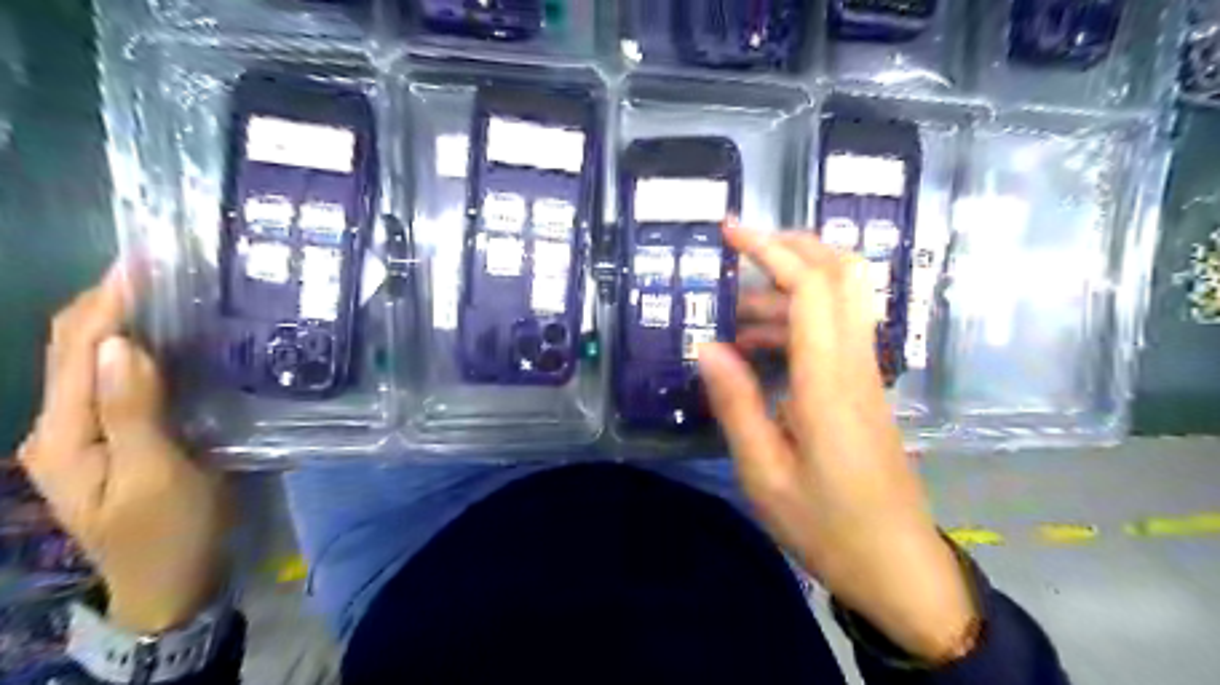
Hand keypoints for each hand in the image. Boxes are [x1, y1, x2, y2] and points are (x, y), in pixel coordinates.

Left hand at [16, 259, 228, 631]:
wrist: (172, 581)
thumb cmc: (169, 532)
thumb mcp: (156, 476)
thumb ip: (133, 412)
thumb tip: (120, 344)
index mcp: (63, 435)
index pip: (75, 350)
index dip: (105, 301)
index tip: (143, 261)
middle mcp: (62, 426)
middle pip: (71, 348)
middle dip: (106, 300)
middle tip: (158, 265)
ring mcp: (87, 433)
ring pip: (91, 361)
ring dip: (120, 320)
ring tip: (164, 290)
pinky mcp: (117, 437)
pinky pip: (117, 381)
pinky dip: (136, 349)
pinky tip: (168, 339)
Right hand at [696, 224, 972, 663]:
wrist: (898, 567)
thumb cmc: (827, 527)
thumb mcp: (765, 474)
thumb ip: (736, 405)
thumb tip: (707, 347)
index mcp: (829, 383)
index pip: (811, 287)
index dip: (772, 249)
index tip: (731, 232)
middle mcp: (855, 365)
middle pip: (842, 275)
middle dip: (791, 247)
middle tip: (739, 252)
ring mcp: (865, 374)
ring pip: (838, 300)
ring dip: (785, 292)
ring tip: (733, 321)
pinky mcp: (864, 389)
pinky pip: (832, 333)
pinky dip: (794, 323)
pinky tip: (757, 352)